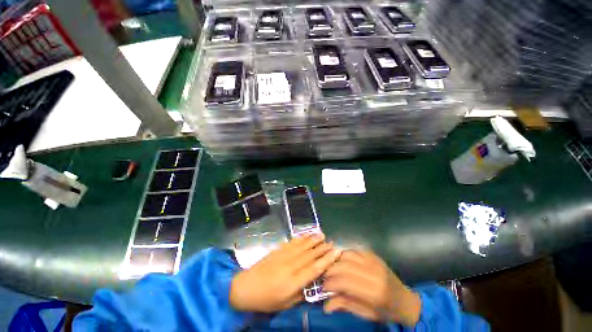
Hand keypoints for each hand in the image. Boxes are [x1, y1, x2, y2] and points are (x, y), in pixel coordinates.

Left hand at [230, 234, 340, 312]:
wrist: (246, 287)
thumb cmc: (266, 300)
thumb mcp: (285, 304)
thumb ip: (301, 293)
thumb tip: (313, 283)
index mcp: (293, 282)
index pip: (315, 269)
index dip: (327, 260)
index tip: (336, 252)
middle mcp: (290, 266)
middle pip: (310, 255)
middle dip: (322, 248)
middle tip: (332, 242)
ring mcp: (283, 256)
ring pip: (302, 246)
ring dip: (313, 240)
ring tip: (322, 235)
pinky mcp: (278, 250)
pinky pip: (292, 243)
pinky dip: (301, 238)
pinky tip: (306, 235)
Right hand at [323, 250, 421, 325]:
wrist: (405, 300)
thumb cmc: (386, 311)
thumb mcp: (366, 314)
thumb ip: (345, 305)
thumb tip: (325, 305)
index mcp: (374, 292)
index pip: (345, 282)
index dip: (330, 283)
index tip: (323, 287)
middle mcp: (373, 273)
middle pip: (344, 265)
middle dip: (330, 270)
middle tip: (325, 276)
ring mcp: (374, 261)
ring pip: (348, 254)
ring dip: (336, 260)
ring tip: (332, 268)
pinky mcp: (374, 255)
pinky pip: (355, 250)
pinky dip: (345, 254)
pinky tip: (342, 261)